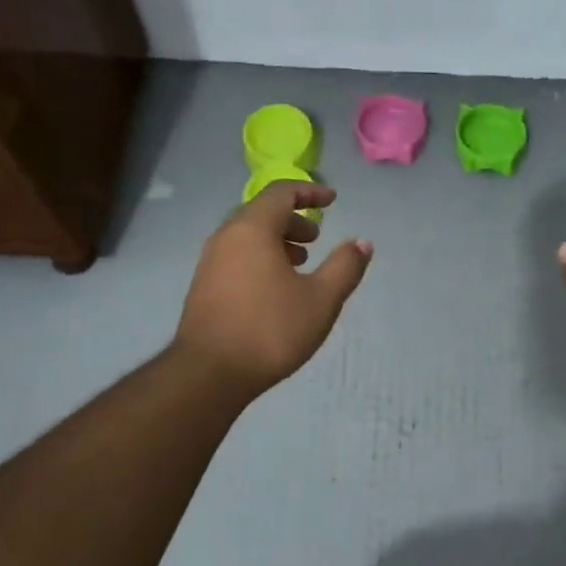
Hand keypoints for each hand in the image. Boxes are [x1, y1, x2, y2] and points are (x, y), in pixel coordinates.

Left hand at [175, 183, 372, 397]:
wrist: (209, 373)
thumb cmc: (270, 330)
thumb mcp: (321, 299)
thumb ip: (345, 267)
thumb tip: (362, 243)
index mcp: (253, 229)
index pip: (282, 193)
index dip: (310, 192)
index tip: (333, 200)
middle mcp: (226, 237)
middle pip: (262, 213)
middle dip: (293, 219)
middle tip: (317, 238)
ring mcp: (210, 262)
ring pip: (248, 237)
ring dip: (277, 241)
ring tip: (300, 263)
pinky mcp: (204, 286)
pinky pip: (237, 256)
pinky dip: (260, 258)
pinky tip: (275, 288)